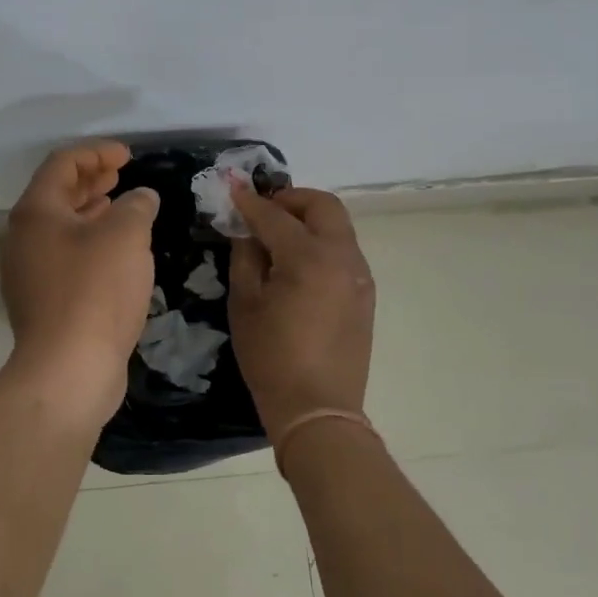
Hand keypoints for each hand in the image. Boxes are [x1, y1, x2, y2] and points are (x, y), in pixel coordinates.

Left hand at [0, 142, 159, 409]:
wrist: (69, 369)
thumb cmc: (95, 290)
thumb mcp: (126, 236)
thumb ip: (136, 206)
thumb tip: (141, 197)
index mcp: (35, 212)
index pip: (62, 164)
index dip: (96, 152)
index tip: (128, 155)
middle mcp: (23, 237)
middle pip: (57, 194)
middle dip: (91, 179)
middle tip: (121, 173)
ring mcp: (28, 272)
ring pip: (61, 228)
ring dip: (90, 211)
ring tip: (120, 205)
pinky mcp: (42, 302)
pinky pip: (65, 256)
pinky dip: (89, 242)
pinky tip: (115, 252)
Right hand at [228, 184, 375, 430]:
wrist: (317, 408)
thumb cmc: (271, 357)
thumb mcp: (245, 304)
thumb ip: (245, 256)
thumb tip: (246, 229)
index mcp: (308, 257)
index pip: (275, 216)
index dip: (250, 201)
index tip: (232, 188)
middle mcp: (342, 256)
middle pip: (322, 205)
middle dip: (291, 198)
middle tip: (264, 209)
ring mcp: (359, 274)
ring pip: (338, 225)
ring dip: (309, 218)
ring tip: (279, 235)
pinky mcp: (365, 292)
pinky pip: (344, 250)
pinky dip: (321, 241)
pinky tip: (298, 262)